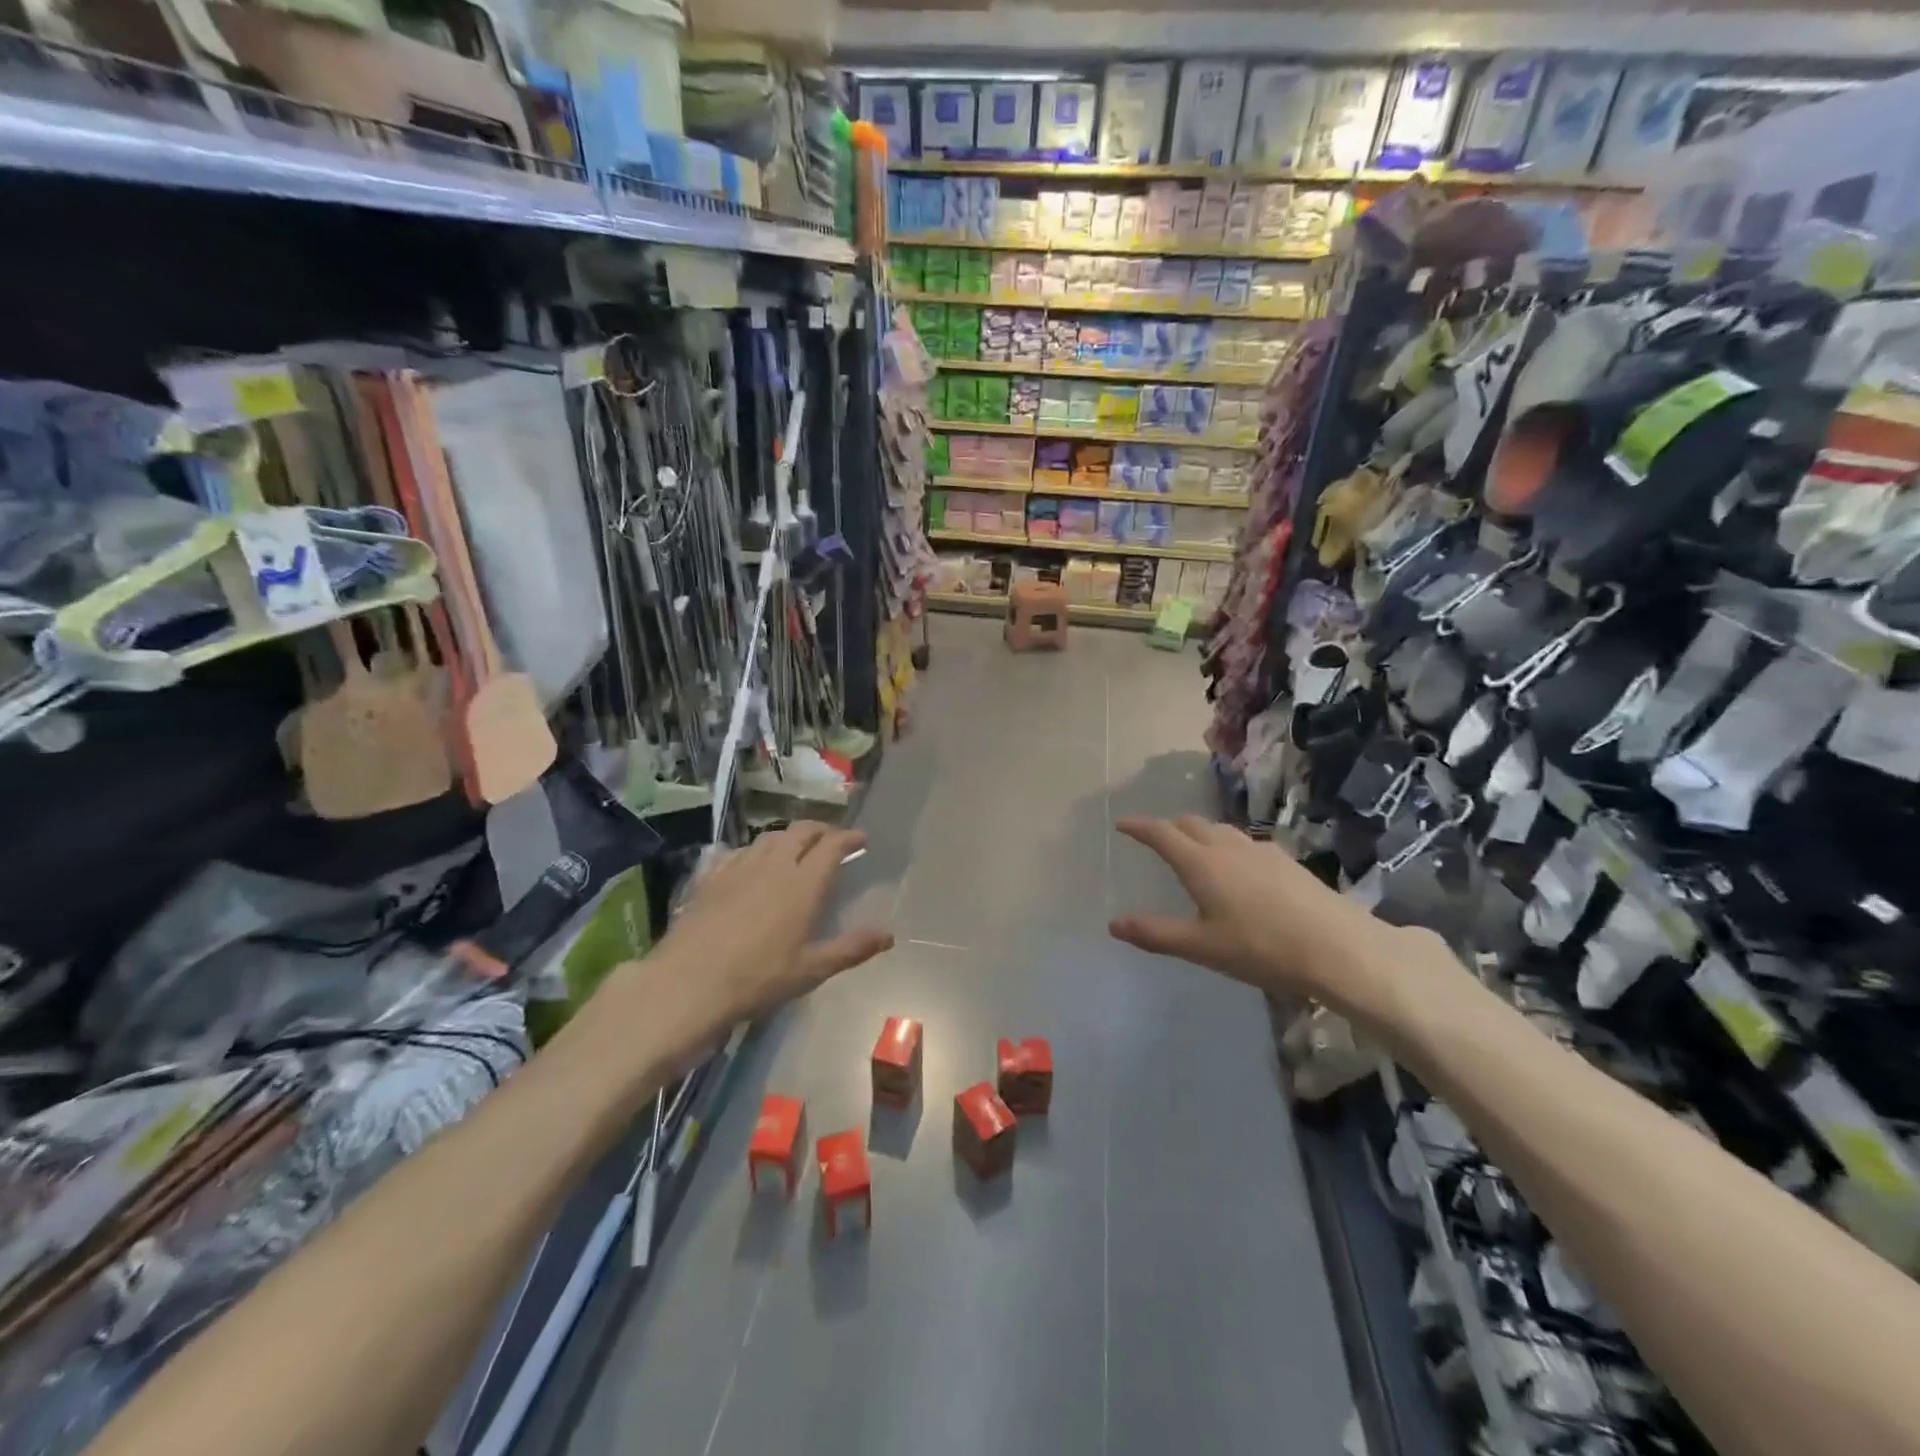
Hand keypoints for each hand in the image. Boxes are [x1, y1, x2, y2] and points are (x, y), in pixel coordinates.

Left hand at [658, 822, 894, 1023]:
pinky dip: (756, 850)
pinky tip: (752, 863)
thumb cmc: (758, 978)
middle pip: (801, 831)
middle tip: (832, 839)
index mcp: (803, 883)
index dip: (849, 837)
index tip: (861, 839)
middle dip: (821, 829)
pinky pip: (739, 851)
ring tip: (797, 848)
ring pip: (770, 837)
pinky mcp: (712, 877)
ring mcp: (739, 867)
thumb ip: (852, 948)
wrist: (688, 983)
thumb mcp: (811, 970)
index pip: (832, 845)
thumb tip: (888, 935)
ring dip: (790, 836)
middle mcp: (774, 865)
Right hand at [1109, 815, 1438, 1025]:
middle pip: (1191, 824)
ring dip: (1199, 832)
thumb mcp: (1202, 947)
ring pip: (1220, 830)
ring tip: (1193, 848)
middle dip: (1168, 826)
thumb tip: (1113, 924)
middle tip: (1156, 836)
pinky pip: (1244, 842)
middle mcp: (1228, 847)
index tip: (1122, 823)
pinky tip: (1238, 867)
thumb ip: (1156, 933)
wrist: (1338, 947)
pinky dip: (1227, 845)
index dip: (1139, 826)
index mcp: (1201, 863)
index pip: (1162, 834)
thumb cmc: (1261, 948)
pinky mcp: (1286, 861)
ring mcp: (1261, 851)